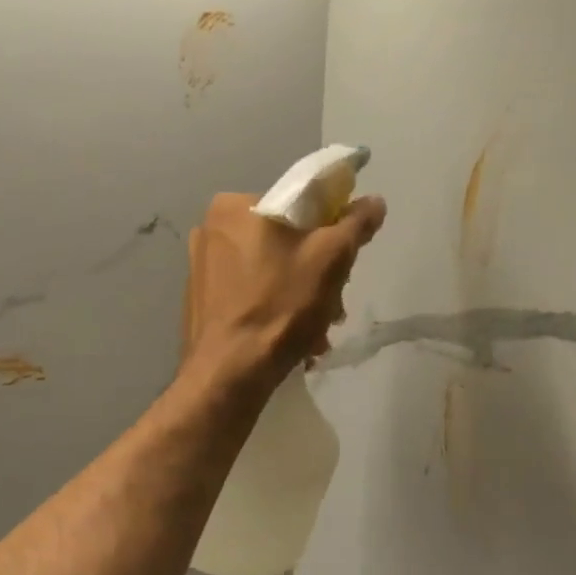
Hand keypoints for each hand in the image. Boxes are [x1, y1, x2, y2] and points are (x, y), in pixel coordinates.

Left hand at [181, 192, 387, 390]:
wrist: (229, 374)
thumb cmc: (280, 307)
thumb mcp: (330, 259)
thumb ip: (355, 224)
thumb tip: (374, 201)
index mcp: (236, 205)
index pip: (300, 203)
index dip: (332, 230)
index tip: (344, 265)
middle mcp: (211, 228)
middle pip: (285, 241)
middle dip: (316, 274)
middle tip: (333, 307)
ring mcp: (201, 266)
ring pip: (270, 271)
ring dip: (300, 297)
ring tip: (315, 332)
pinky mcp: (201, 300)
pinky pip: (250, 294)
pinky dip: (274, 310)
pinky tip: (291, 339)